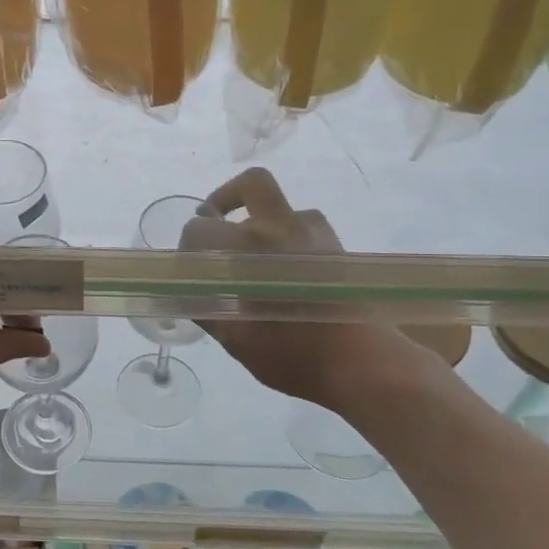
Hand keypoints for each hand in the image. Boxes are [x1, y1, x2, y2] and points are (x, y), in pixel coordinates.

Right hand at [179, 168, 423, 409]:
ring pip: (279, 203)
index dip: (188, 244)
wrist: (361, 363)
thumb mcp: (235, 341)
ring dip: (257, 217)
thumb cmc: (292, 355)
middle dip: (223, 200)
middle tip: (213, 228)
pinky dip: (286, 234)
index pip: (200, 228)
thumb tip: (187, 294)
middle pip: (249, 185)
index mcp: (247, 249)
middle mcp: (280, 227)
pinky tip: (283, 265)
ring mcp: (314, 231)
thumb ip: (207, 311)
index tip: (188, 265)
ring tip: (250, 252)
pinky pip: (302, 223)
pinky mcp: (335, 244)